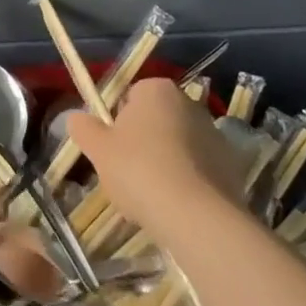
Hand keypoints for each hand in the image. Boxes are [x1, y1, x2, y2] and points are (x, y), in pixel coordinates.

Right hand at [67, 78, 244, 242]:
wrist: (196, 216)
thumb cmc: (140, 171)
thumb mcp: (99, 150)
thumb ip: (84, 129)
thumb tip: (74, 117)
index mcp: (156, 89)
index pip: (130, 97)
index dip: (117, 124)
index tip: (112, 151)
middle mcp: (188, 102)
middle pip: (156, 120)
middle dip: (143, 142)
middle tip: (128, 174)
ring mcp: (214, 133)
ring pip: (178, 145)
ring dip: (166, 162)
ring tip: (153, 197)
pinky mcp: (231, 165)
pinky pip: (199, 169)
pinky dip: (188, 182)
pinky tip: (176, 208)